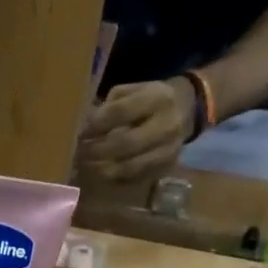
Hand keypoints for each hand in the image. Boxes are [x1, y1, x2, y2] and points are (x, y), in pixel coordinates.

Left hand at [73, 79, 195, 187]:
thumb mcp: (134, 90)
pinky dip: (115, 177)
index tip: (81, 133)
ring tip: (87, 167)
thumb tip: (87, 126)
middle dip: (99, 150)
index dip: (97, 125)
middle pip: (126, 142)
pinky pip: (136, 177)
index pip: (121, 112)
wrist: (186, 111)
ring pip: (131, 165)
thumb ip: (111, 105)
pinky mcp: (166, 167)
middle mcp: (167, 124)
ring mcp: (169, 149)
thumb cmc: (151, 99)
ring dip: (104, 168)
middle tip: (81, 154)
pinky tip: (102, 173)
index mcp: (158, 98)